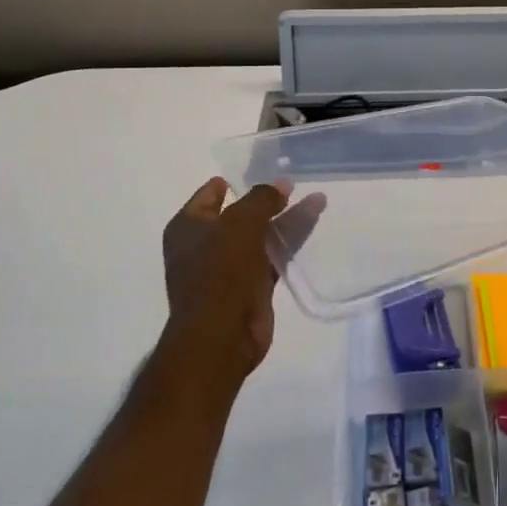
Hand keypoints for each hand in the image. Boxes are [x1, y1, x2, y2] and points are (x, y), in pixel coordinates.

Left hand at [160, 178, 323, 381]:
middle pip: (240, 214)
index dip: (233, 182)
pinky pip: (273, 256)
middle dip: (267, 201)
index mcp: (188, 227)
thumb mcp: (241, 222)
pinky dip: (289, 242)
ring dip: (285, 220)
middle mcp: (205, 245)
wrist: (221, 335)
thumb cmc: (221, 270)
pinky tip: (312, 226)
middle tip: (296, 184)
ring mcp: (228, 268)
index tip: (263, 170)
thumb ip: (262, 199)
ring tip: (317, 199)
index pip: (210, 194)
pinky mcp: (251, 287)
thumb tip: (281, 184)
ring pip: (261, 235)